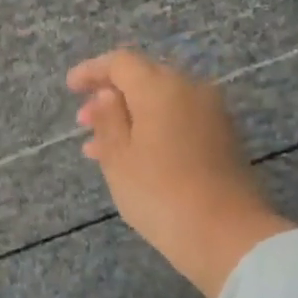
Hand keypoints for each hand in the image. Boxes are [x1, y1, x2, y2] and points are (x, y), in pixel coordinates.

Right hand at [68, 49, 293, 297]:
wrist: (226, 235)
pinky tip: (132, 157)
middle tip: (83, 123)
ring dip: (130, 117)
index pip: (121, 62)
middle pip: (145, 79)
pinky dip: (152, 129)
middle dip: (111, 96)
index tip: (71, 88)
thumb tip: (108, 95)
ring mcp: (212, 113)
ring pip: (161, 102)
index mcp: (161, 88)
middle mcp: (191, 90)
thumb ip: (108, 119)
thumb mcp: (118, 157)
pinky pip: (179, 119)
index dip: (92, 71)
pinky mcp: (223, 138)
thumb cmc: (159, 193)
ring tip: (99, 148)